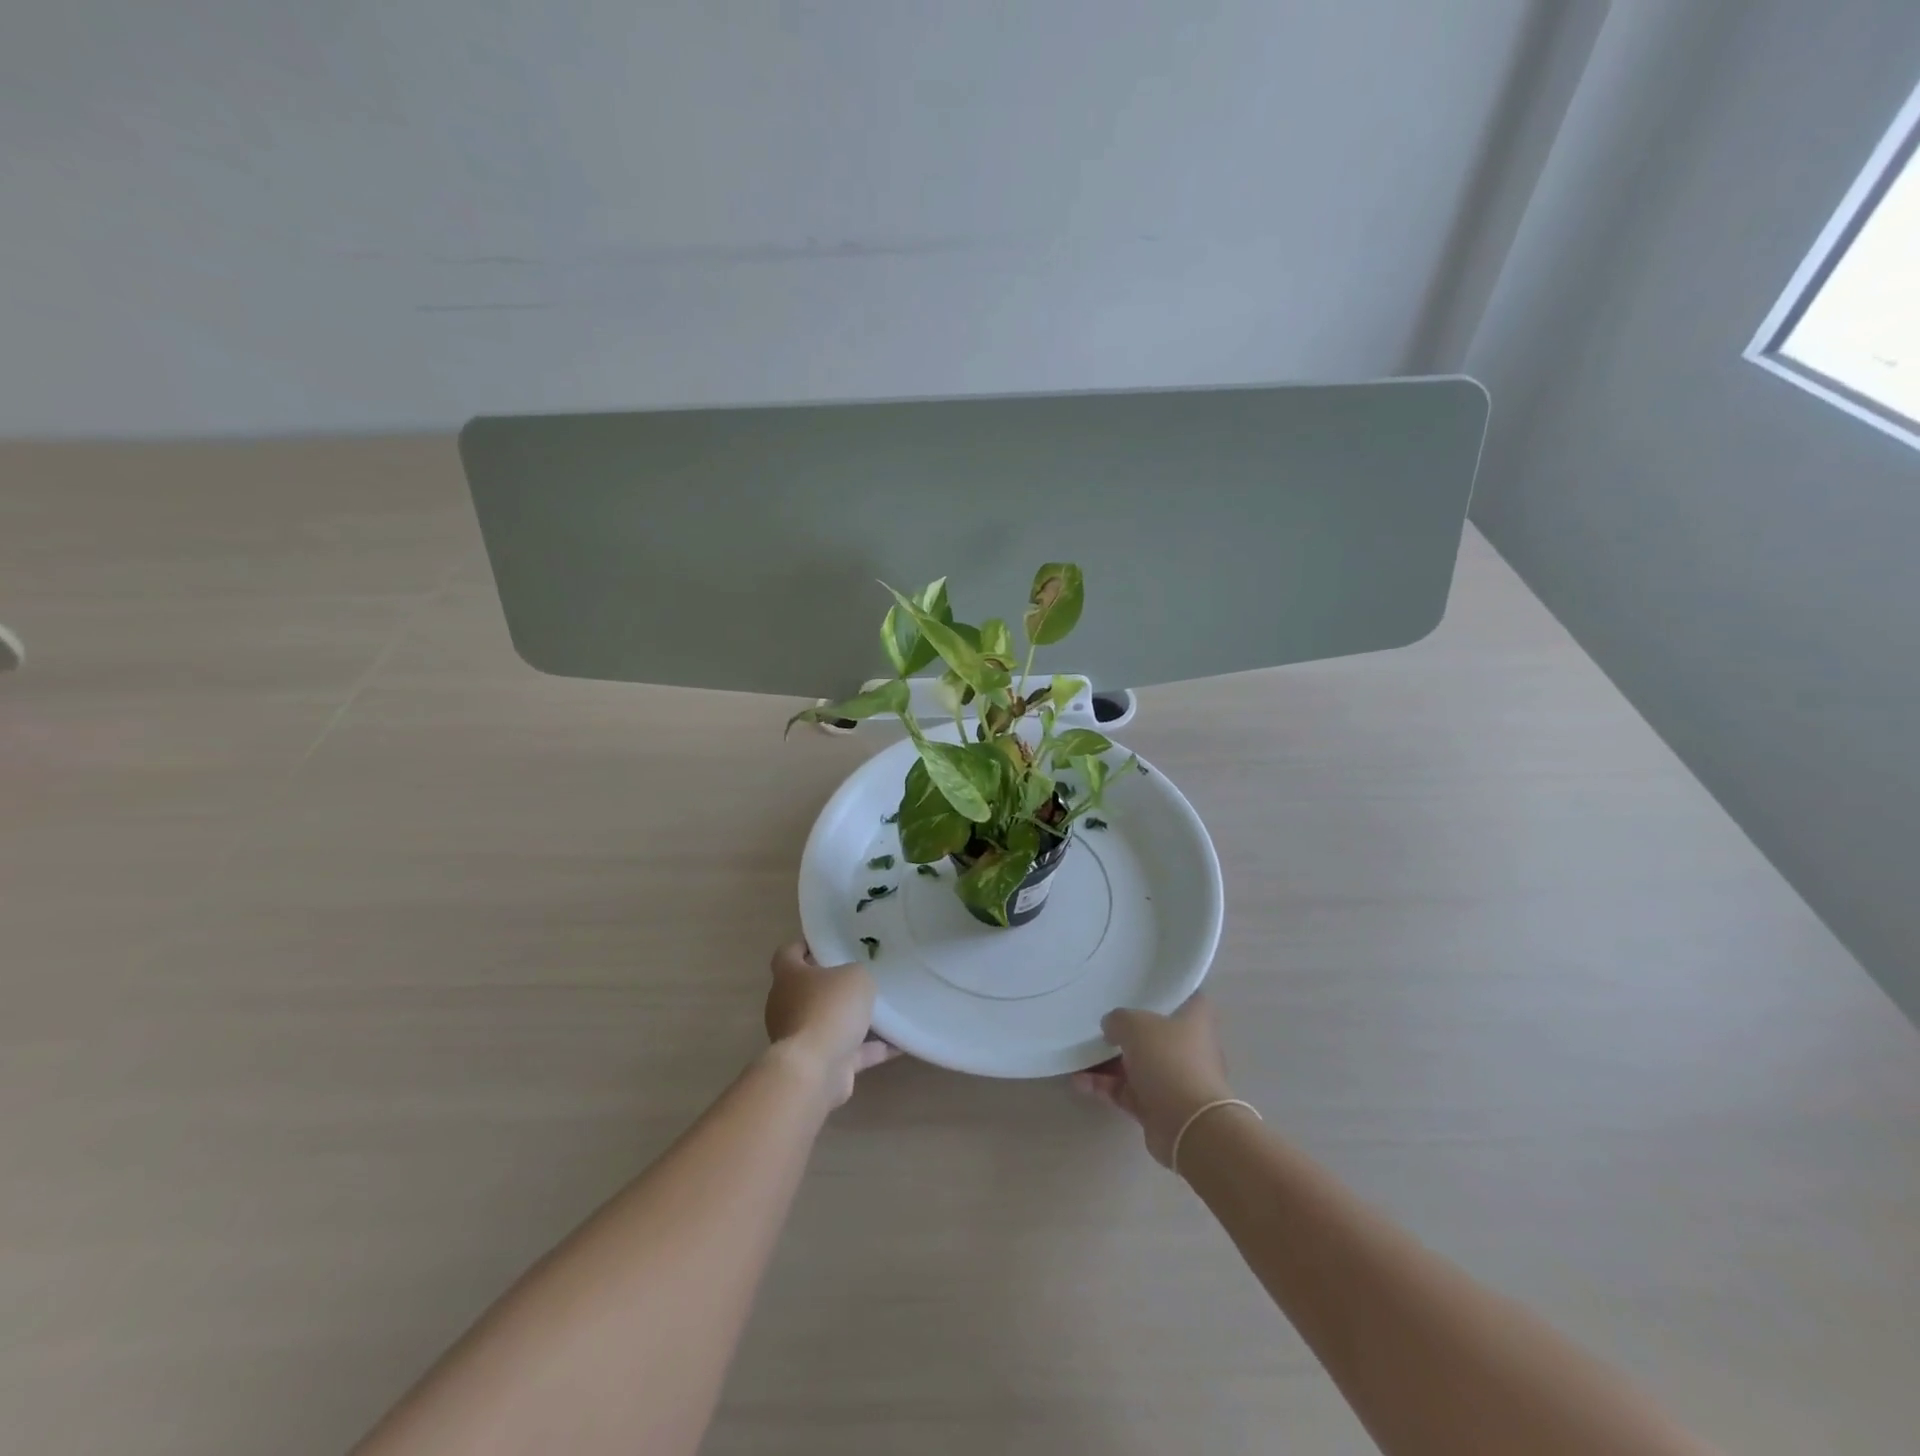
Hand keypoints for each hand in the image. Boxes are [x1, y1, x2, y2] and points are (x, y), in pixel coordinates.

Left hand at [763, 941, 898, 1107]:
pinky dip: (870, 1049)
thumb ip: (856, 974)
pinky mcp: (817, 1064)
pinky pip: (848, 1051)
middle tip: (862, 975)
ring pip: (828, 1021)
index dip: (804, 945)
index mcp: (788, 977)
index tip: (827, 942)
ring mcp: (800, 1037)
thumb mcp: (855, 977)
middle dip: (833, 985)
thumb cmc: (829, 1009)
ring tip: (884, 1010)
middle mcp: (787, 1005)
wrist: (814, 1069)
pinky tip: (898, 1044)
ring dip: (852, 1019)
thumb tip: (855, 983)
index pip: (788, 953)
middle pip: (808, 988)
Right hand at [1073, 996, 1235, 1166]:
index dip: (1164, 988)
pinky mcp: (1158, 1106)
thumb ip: (1118, 1019)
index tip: (1138, 984)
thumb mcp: (1136, 1025)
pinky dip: (1105, 1085)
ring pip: (1136, 1063)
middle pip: (1154, 1031)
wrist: (1188, 1126)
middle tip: (1099, 1019)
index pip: (1183, 994)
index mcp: (1195, 1019)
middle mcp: (1188, 1046)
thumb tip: (1111, 1027)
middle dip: (1126, 1028)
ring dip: (1108, 1060)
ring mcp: (1173, 1078)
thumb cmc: (1169, 1060)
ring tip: (1077, 1053)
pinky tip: (1078, 1081)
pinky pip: (1126, 1090)